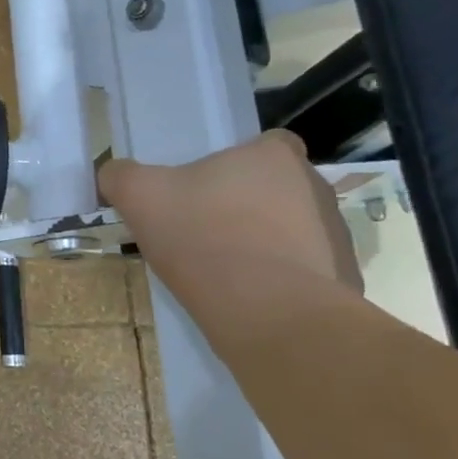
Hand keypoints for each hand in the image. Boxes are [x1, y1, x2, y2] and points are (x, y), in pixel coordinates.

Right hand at [100, 130, 362, 289]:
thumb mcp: (140, 197)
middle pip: (278, 187)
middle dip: (249, 205)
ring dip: (268, 243)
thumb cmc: (203, 238)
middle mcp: (315, 186)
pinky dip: (283, 281)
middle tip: (208, 231)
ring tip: (228, 271)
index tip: (209, 188)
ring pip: (294, 229)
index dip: (238, 163)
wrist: (268, 314)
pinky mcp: (345, 280)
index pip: (268, 144)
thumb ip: (121, 176)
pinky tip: (251, 300)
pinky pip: (307, 272)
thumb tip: (113, 173)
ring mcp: (336, 235)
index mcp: (274, 156)